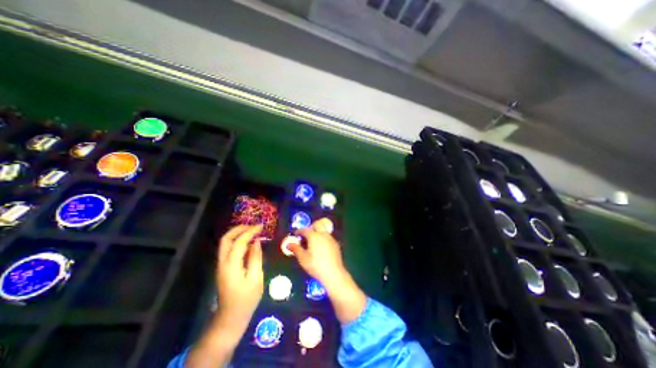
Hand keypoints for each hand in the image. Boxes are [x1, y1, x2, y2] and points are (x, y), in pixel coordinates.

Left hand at [218, 224, 264, 332]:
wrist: (231, 317)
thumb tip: (257, 242)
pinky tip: (248, 243)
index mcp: (231, 265)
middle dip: (239, 229)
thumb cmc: (246, 299)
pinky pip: (228, 249)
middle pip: (226, 239)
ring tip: (252, 231)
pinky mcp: (223, 268)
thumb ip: (256, 258)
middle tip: (253, 226)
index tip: (261, 226)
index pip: (239, 242)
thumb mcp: (256, 278)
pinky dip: (237, 241)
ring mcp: (221, 265)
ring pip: (225, 243)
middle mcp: (222, 263)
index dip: (250, 232)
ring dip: (237, 234)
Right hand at [287, 219, 344, 286]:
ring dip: (317, 233)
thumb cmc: (315, 265)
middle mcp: (323, 234)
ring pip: (323, 231)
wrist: (333, 273)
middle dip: (310, 228)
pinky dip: (323, 239)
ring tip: (312, 242)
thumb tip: (288, 244)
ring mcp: (331, 238)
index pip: (305, 230)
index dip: (299, 231)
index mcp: (314, 236)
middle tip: (305, 235)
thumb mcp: (303, 258)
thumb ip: (296, 249)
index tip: (296, 234)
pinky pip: (328, 237)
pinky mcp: (336, 244)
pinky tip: (321, 247)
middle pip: (316, 226)